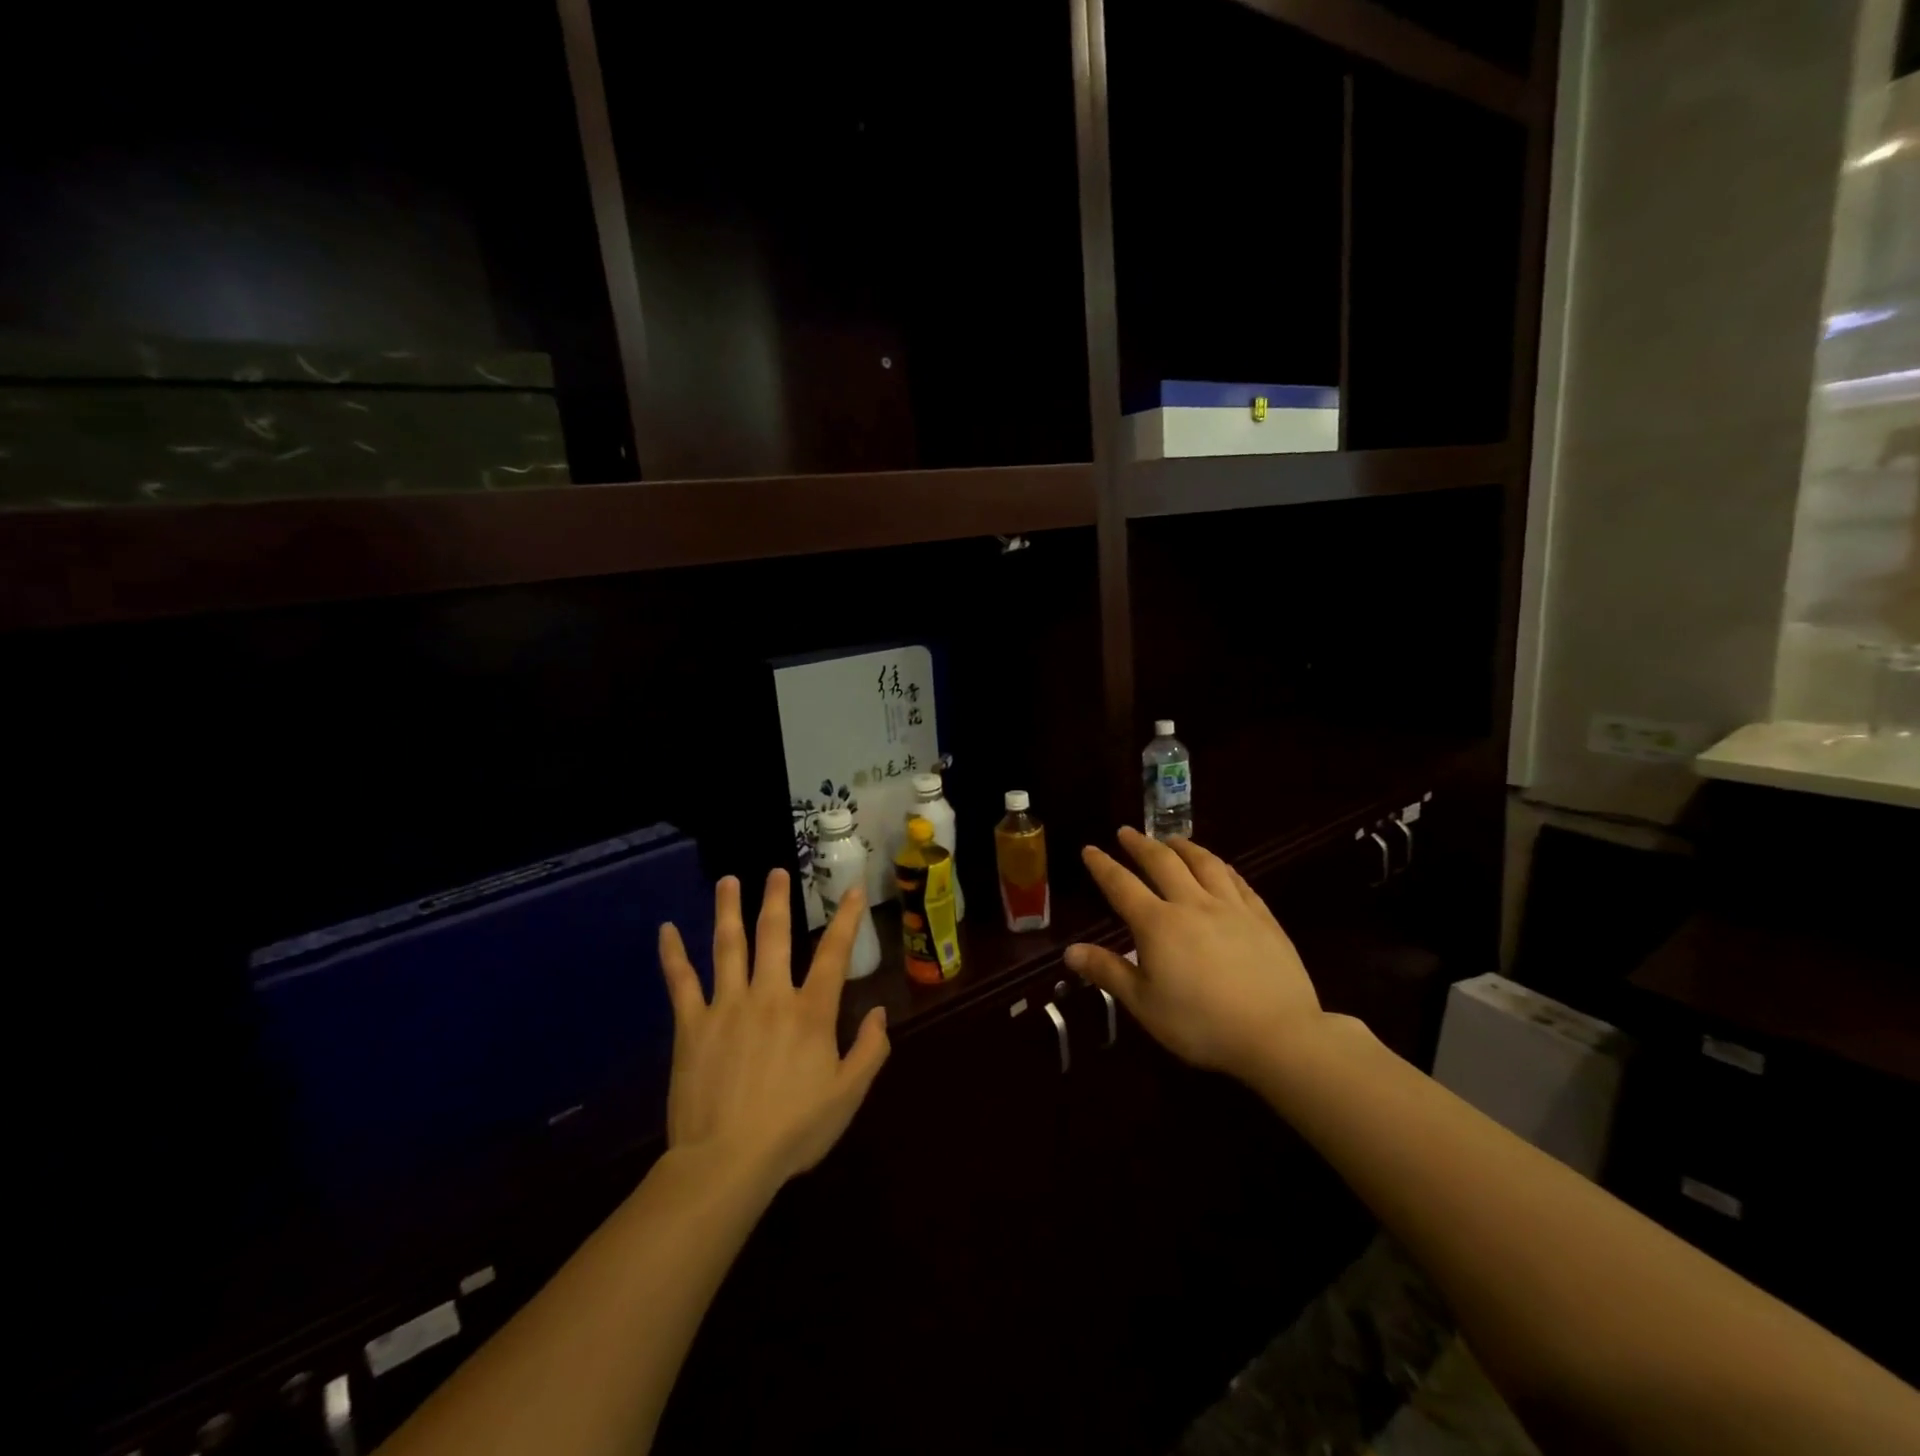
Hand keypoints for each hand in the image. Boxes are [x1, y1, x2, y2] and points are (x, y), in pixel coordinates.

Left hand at [658, 869, 889, 1187]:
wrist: (726, 1162)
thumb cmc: (794, 1131)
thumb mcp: (848, 1095)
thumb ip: (869, 1051)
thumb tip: (880, 1013)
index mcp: (810, 1012)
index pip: (834, 953)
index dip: (847, 918)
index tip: (854, 888)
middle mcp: (770, 996)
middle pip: (774, 935)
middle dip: (777, 899)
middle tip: (777, 871)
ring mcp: (727, 1006)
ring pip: (728, 946)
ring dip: (728, 910)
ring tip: (728, 881)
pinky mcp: (691, 1025)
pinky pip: (681, 982)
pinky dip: (673, 955)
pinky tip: (665, 931)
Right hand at [1065, 828, 1321, 1082]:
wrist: (1278, 1034)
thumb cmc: (1202, 1024)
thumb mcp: (1145, 1005)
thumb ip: (1108, 972)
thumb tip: (1070, 951)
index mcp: (1158, 924)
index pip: (1122, 885)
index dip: (1103, 866)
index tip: (1090, 849)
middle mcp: (1192, 904)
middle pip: (1162, 862)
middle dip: (1140, 844)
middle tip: (1127, 832)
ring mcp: (1231, 907)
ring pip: (1204, 863)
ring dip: (1183, 846)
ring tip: (1171, 839)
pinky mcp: (1262, 917)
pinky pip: (1238, 880)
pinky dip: (1221, 866)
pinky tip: (1219, 866)